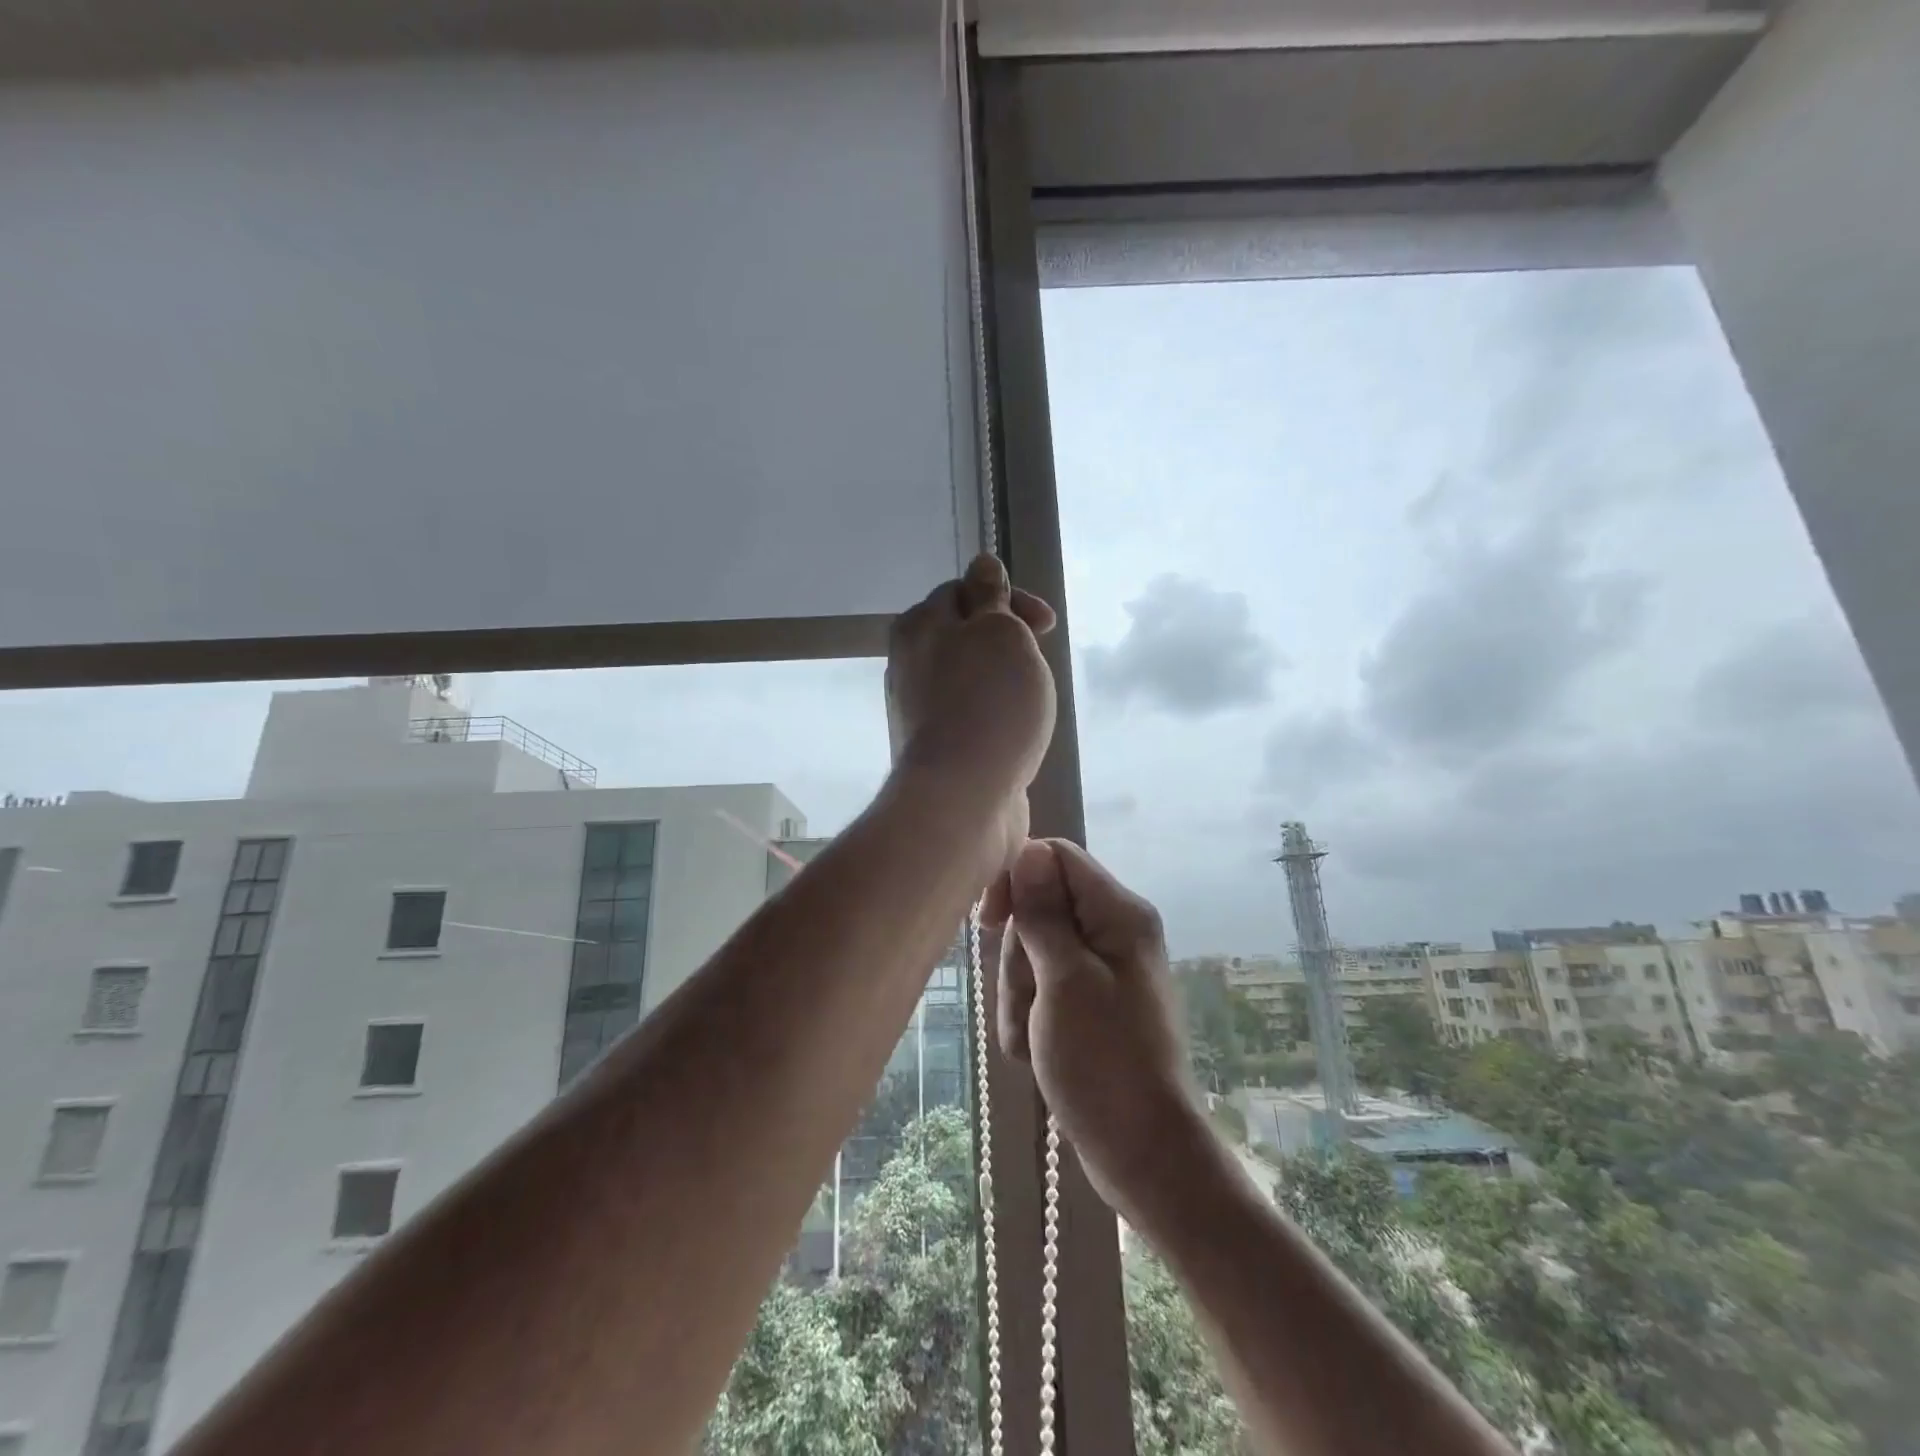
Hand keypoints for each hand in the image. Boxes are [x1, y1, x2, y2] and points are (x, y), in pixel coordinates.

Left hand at [885, 556, 1057, 871]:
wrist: (962, 797)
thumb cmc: (989, 704)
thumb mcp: (1000, 633)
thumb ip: (991, 596)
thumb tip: (982, 562)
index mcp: (919, 626)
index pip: (964, 590)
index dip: (1008, 598)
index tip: (1045, 625)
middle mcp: (909, 663)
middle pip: (964, 633)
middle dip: (1007, 640)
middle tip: (1035, 661)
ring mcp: (918, 708)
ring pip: (968, 675)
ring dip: (1002, 678)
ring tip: (1028, 699)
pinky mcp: (934, 745)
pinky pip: (968, 713)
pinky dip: (993, 713)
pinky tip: (1013, 732)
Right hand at [987, 839, 1212, 1224]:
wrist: (1144, 1153)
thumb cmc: (1105, 1062)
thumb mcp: (1064, 980)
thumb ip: (1044, 913)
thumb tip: (1029, 850)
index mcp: (1119, 913)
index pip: (1055, 858)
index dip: (1017, 880)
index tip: (990, 922)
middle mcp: (1114, 931)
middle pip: (1040, 910)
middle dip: (1019, 957)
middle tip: (1030, 1002)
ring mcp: (1102, 970)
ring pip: (1034, 954)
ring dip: (1020, 996)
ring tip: (1034, 1039)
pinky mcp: (1090, 1004)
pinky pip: (1044, 990)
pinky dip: (1031, 1018)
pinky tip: (1038, 1055)